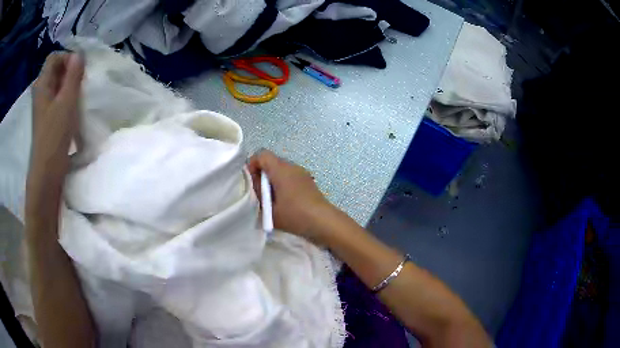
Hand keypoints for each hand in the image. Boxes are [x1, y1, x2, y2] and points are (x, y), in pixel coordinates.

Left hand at [29, 52, 83, 186]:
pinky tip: (71, 108)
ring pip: (57, 83)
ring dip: (68, 85)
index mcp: (41, 84)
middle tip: (79, 84)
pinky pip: (56, 97)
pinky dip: (65, 96)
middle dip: (69, 71)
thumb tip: (79, 54)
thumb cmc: (54, 136)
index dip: (67, 58)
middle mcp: (40, 91)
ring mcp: (42, 105)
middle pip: (55, 69)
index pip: (54, 57)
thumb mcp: (67, 101)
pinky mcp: (46, 116)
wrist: (47, 171)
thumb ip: (73, 75)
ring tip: (77, 97)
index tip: (78, 71)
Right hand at [248, 150, 335, 242]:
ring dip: (272, 179)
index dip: (252, 164)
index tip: (250, 180)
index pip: (262, 154)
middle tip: (258, 192)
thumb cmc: (295, 215)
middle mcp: (292, 166)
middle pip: (271, 161)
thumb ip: (258, 196)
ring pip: (281, 169)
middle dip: (261, 173)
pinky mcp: (307, 181)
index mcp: (281, 169)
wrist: (324, 221)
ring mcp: (302, 173)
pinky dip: (282, 183)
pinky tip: (284, 201)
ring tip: (270, 198)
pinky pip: (290, 176)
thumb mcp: (270, 209)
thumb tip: (254, 185)